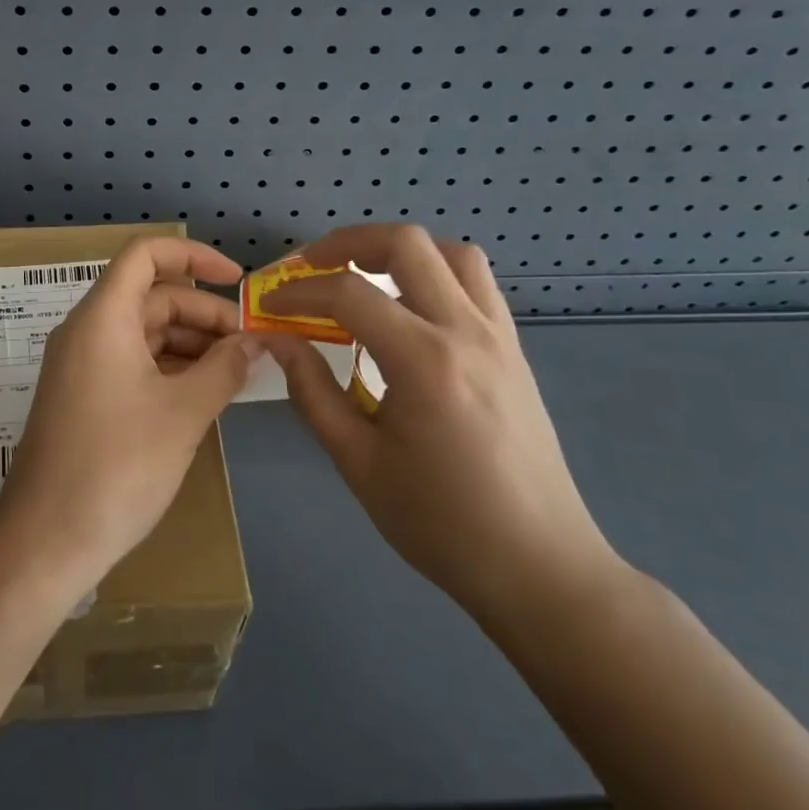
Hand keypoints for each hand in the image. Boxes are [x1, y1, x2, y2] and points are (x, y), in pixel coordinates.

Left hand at [0, 238, 255, 593]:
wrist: (47, 538)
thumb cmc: (118, 465)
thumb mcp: (183, 413)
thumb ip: (225, 368)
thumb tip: (255, 342)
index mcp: (104, 317)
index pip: (146, 254)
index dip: (194, 256)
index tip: (237, 281)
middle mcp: (88, 330)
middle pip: (152, 295)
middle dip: (204, 312)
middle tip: (250, 346)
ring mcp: (83, 364)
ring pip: (145, 331)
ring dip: (191, 342)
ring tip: (236, 372)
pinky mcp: (85, 395)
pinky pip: (133, 361)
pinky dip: (170, 367)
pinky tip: (204, 393)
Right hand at [264, 224, 623, 628]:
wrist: (539, 566)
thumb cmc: (441, 523)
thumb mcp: (358, 462)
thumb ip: (311, 391)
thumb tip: (276, 339)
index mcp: (424, 362)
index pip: (348, 294)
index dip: (298, 291)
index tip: (269, 305)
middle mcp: (466, 331)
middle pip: (405, 243)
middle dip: (347, 243)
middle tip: (311, 267)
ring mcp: (499, 335)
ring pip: (450, 252)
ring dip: (398, 250)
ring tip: (362, 275)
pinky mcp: (514, 348)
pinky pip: (476, 282)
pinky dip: (434, 271)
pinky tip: (408, 306)